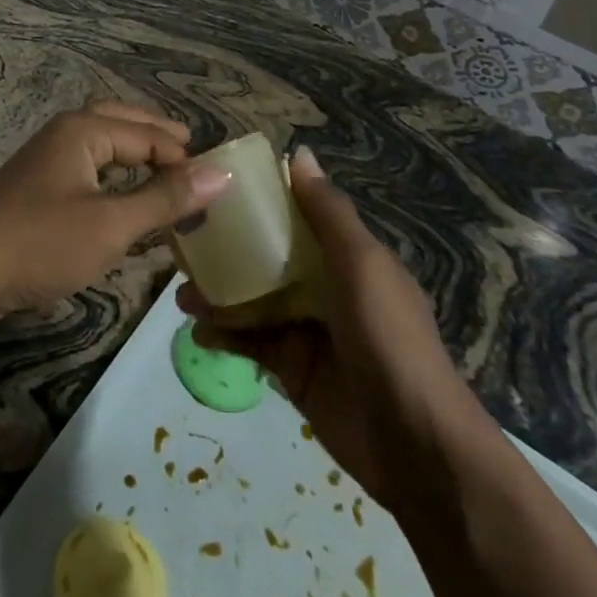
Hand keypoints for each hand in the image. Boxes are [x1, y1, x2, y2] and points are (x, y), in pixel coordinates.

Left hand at [0, 102, 231, 316]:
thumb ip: (165, 198)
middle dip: (156, 135)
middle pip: (121, 122)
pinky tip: (123, 201)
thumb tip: (221, 173)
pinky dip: (112, 176)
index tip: (215, 187)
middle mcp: (65, 133)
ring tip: (164, 171)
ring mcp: (46, 160)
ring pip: (101, 145)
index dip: (183, 159)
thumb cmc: (41, 240)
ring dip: (133, 153)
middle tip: (190, 152)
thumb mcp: (111, 223)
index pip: (148, 135)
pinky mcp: (36, 189)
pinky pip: (87, 169)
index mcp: (84, 130)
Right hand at [180, 146, 487, 508]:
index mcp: (346, 257)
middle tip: (184, 243)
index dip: (260, 201)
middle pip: (267, 258)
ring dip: (218, 294)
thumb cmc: (388, 337)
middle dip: (228, 250)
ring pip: (252, 300)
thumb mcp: (362, 264)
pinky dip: (224, 334)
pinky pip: (250, 342)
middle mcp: (325, 287)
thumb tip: (299, 153)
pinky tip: (199, 330)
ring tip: (182, 293)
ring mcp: (307, 329)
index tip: (215, 187)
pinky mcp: (292, 368)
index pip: (297, 217)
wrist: (414, 443)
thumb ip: (328, 212)